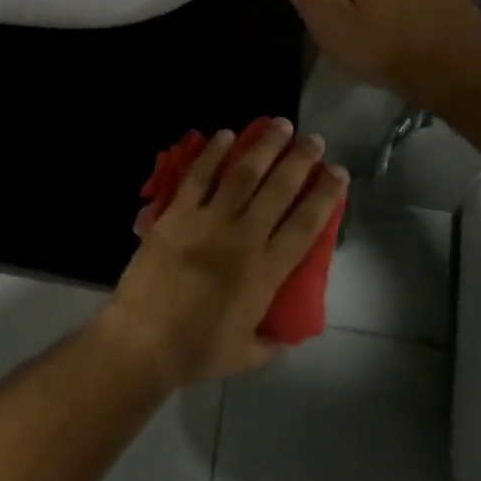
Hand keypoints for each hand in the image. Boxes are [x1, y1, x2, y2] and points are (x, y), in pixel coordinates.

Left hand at [102, 118, 346, 389]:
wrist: (143, 341)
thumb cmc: (196, 351)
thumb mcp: (246, 355)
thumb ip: (271, 342)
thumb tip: (284, 334)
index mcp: (266, 271)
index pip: (306, 224)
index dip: (325, 196)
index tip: (337, 173)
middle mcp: (243, 238)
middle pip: (279, 189)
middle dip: (300, 160)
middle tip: (313, 140)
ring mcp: (208, 222)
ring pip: (242, 174)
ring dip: (263, 146)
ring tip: (278, 125)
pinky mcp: (176, 215)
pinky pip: (198, 177)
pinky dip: (212, 154)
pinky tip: (224, 135)